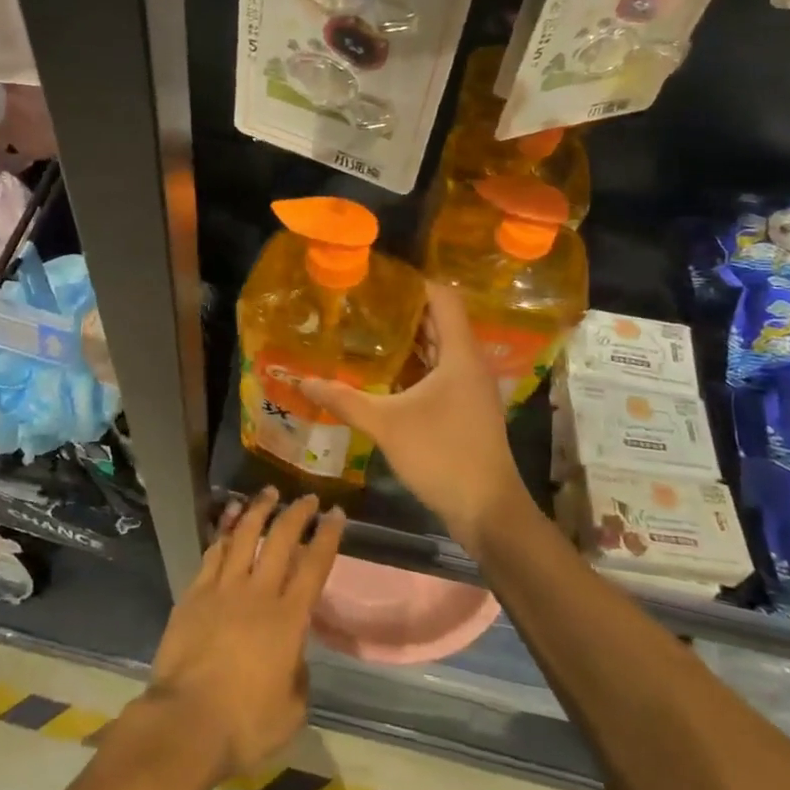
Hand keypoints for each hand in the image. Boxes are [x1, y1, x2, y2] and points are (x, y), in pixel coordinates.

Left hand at [142, 489, 342, 783]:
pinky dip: (225, 530)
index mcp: (288, 620)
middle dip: (297, 513)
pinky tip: (231, 518)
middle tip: (307, 498)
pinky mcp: (195, 593)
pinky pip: (213, 552)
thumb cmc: (245, 724)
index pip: (314, 566)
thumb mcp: (291, 712)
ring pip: (244, 536)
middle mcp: (258, 593)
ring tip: (268, 493)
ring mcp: (223, 588)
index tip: (336, 514)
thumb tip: (293, 656)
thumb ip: (298, 676)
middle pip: (280, 540)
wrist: (186, 722)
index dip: (327, 537)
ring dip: (259, 510)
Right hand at [301, 282, 530, 546]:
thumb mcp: (386, 425)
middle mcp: (468, 362)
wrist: (488, 511)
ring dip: (407, 338)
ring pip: (438, 347)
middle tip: (361, 302)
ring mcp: (469, 386)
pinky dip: (413, 363)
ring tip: (365, 329)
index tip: (376, 278)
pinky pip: (438, 370)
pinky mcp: (464, 406)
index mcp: (459, 353)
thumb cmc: (442, 455)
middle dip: (402, 309)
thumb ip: (344, 400)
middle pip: (438, 319)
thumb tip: (302, 381)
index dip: (412, 282)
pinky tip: (382, 370)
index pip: (442, 297)